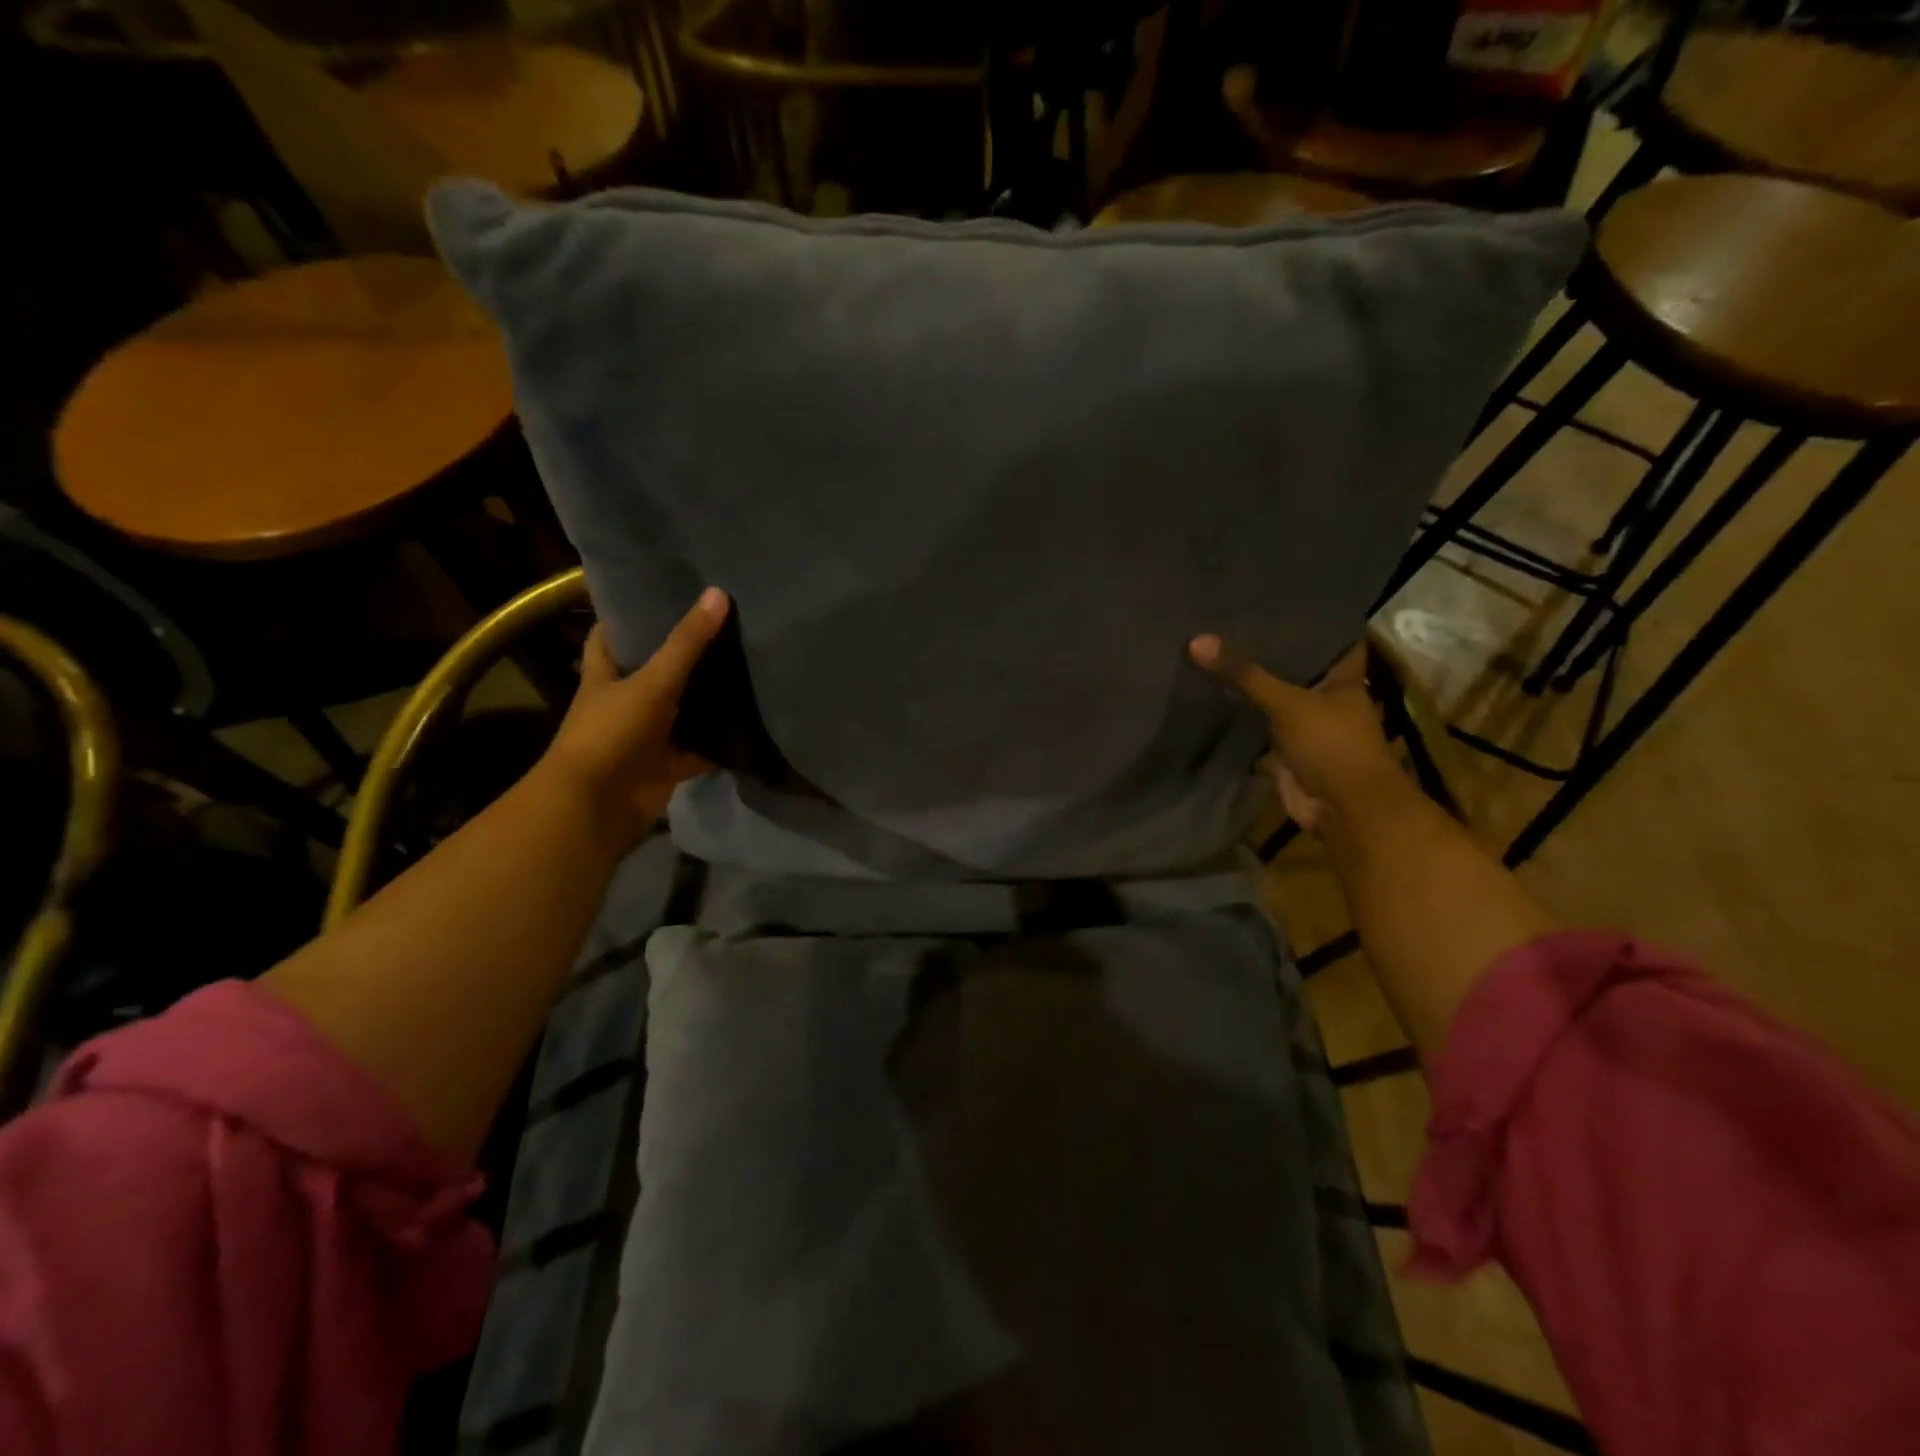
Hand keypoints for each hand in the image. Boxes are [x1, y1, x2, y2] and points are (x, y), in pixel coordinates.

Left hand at [537, 587, 729, 851]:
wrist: (597, 806)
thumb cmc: (611, 733)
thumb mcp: (652, 682)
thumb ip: (686, 643)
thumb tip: (718, 594)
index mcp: (606, 673)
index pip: (612, 633)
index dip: (631, 613)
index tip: (664, 592)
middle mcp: (625, 700)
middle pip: (655, 670)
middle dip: (683, 654)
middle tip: (724, 625)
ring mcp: (647, 734)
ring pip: (682, 710)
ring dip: (706, 698)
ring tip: (747, 665)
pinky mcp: (668, 764)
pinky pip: (700, 749)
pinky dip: (721, 743)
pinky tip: (752, 724)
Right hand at [1189, 634, 1403, 833]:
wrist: (1342, 808)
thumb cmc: (1331, 744)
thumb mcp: (1287, 702)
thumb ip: (1244, 674)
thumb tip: (1196, 640)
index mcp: (1342, 679)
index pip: (1332, 639)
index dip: (1312, 620)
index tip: (1281, 600)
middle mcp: (1325, 698)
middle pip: (1294, 669)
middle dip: (1267, 653)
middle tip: (1229, 623)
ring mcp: (1304, 727)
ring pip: (1272, 701)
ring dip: (1249, 689)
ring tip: (1212, 655)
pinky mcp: (1284, 753)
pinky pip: (1256, 732)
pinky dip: (1237, 723)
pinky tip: (1208, 701)